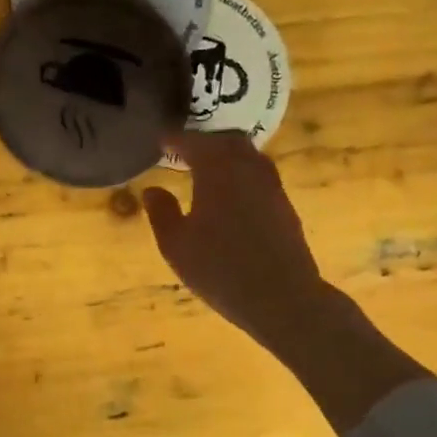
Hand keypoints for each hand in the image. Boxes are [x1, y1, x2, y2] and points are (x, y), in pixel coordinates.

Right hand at [141, 131, 327, 351]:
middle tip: (185, 153)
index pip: (194, 142)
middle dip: (205, 142)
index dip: (175, 140)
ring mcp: (272, 186)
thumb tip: (152, 189)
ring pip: (248, 157)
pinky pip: (260, 176)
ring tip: (207, 172)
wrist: (280, 297)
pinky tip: (231, 196)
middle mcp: (248, 168)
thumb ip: (161, 212)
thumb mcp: (176, 245)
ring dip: (227, 157)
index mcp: (218, 170)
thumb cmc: (219, 269)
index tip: (161, 142)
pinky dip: (242, 175)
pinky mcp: (284, 206)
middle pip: (227, 141)